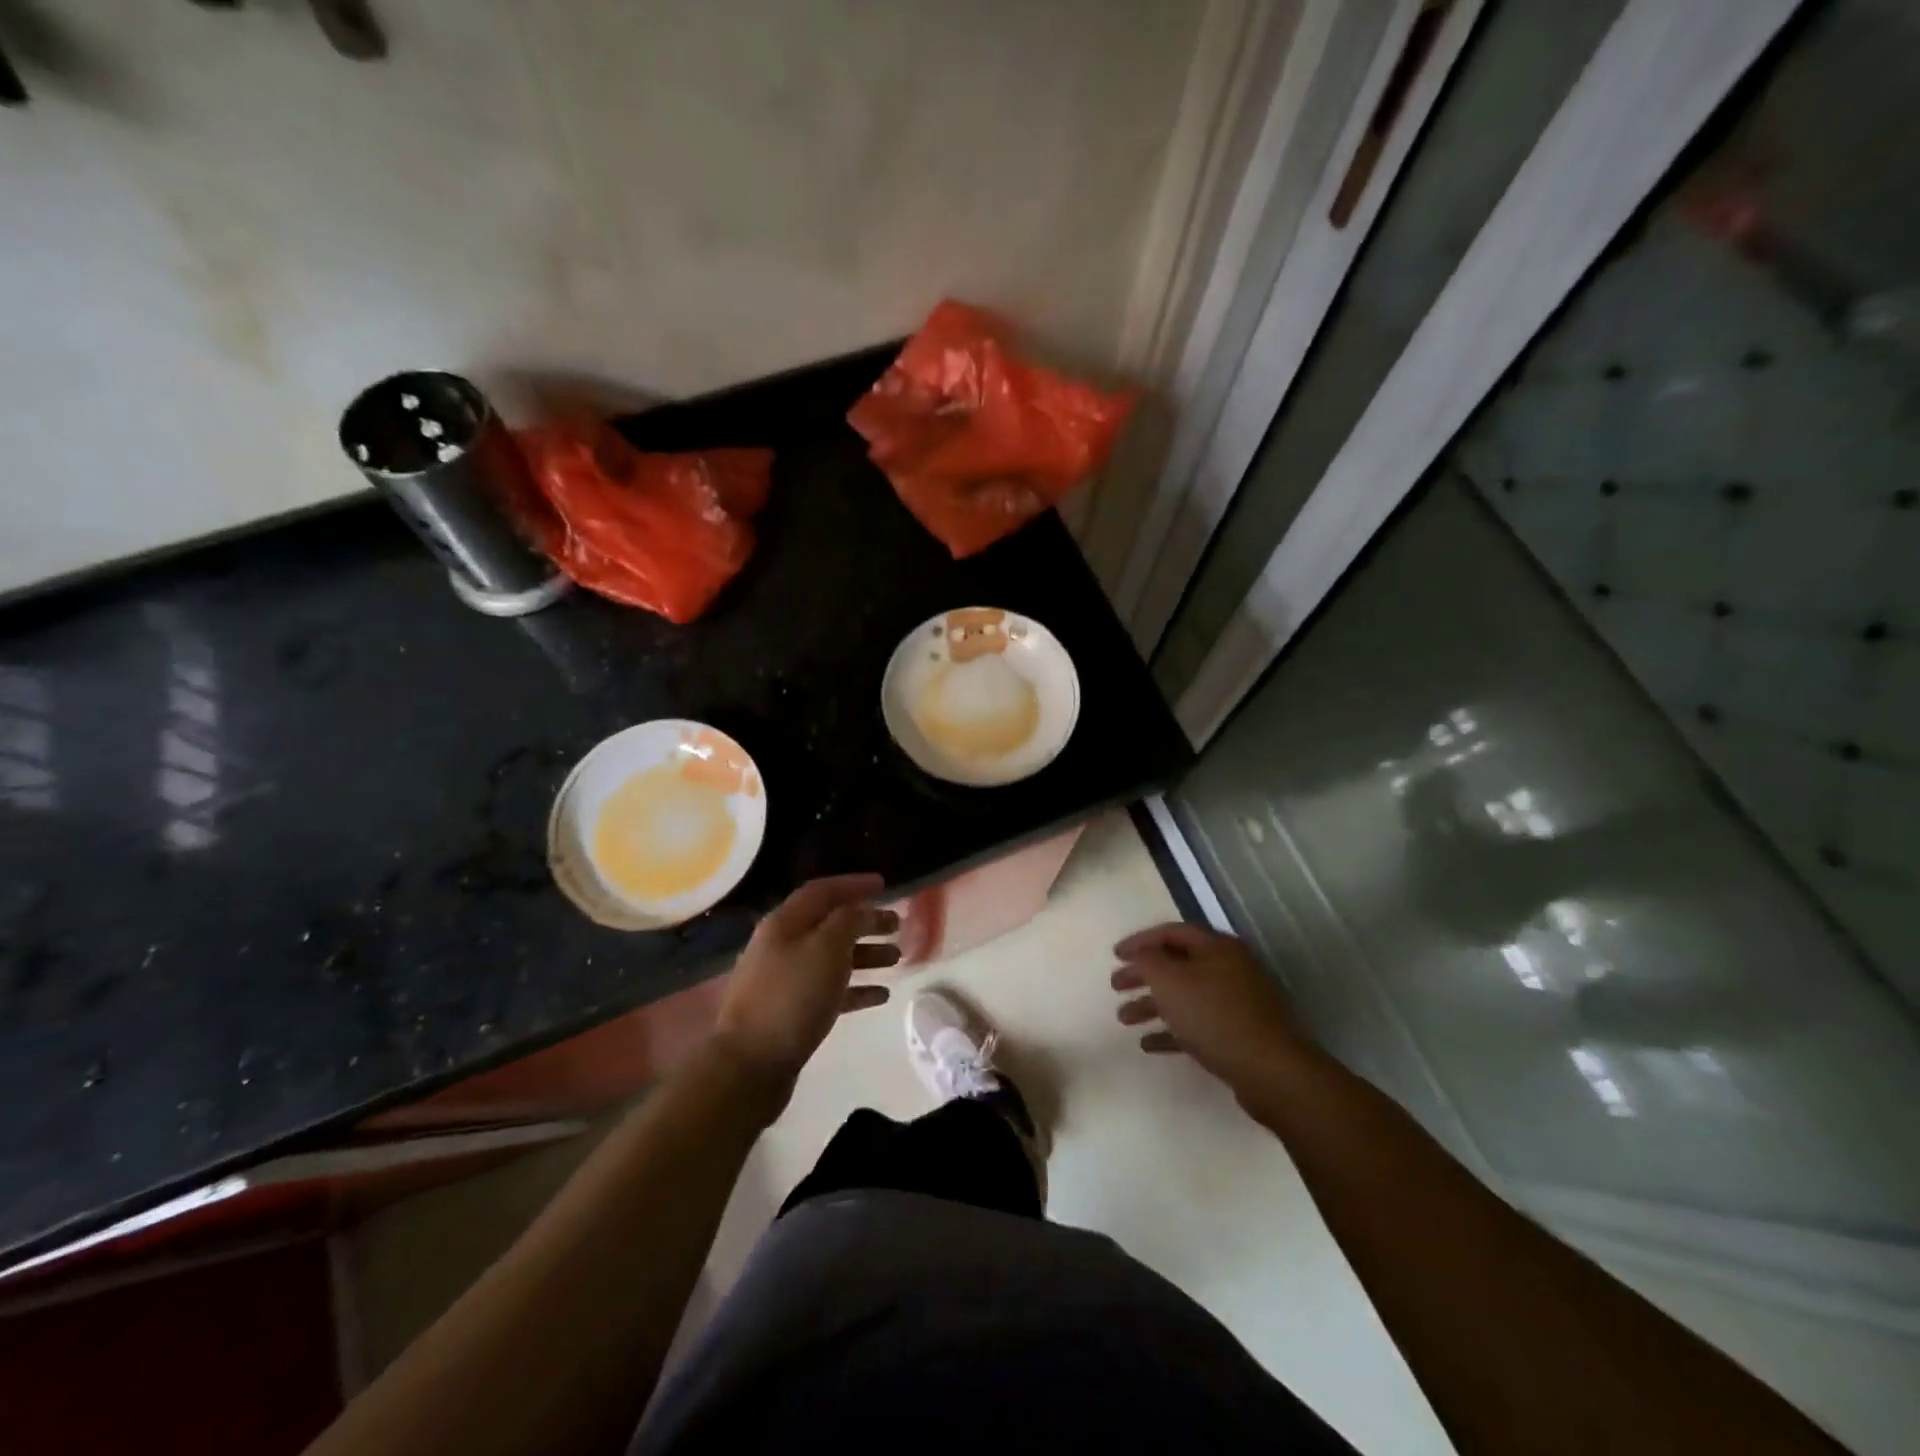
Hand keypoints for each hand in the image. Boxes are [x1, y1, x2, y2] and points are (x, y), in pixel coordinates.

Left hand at [712, 875, 898, 1102]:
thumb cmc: (792, 997)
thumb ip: (848, 921)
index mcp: (785, 923)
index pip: (822, 891)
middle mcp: (782, 946)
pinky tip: (882, 995)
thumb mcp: (826, 949)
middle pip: (830, 924)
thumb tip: (861, 910)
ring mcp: (785, 981)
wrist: (750, 1065)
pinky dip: (856, 988)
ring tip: (897, 958)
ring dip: (865, 954)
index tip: (884, 884)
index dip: (853, 884)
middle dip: (865, 921)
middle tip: (897, 924)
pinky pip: (830, 991)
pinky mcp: (791, 1012)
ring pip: (832, 958)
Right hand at [1110, 923, 1315, 1115]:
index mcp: (1216, 948)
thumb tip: (1142, 954)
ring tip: (1124, 1019)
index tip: (1115, 956)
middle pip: (1177, 965)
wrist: (1271, 1071)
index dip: (1140, 941)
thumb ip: (1148, 960)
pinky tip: (1148, 1044)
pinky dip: (1171, 1031)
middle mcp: (1228, 969)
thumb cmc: (1215, 1016)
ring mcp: (1236, 1003)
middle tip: (1116, 986)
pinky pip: (1197, 1026)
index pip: (1171, 932)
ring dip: (1152, 1005)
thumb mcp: (1170, 980)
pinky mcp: (1237, 1035)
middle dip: (1144, 975)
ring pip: (1185, 997)